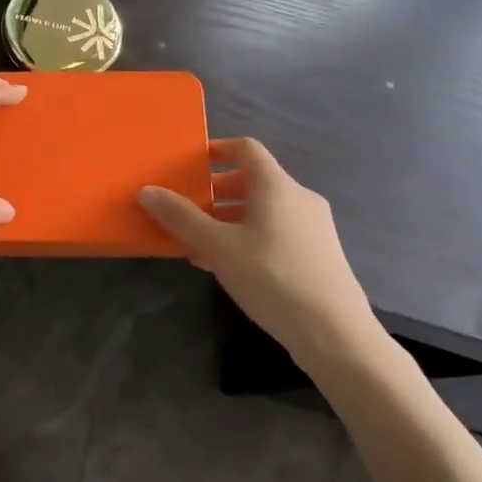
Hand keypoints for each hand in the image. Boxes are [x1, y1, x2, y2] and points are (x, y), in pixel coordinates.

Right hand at [138, 138, 378, 363]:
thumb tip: (147, 190)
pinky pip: (276, 232)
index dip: (218, 149)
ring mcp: (313, 227)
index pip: (247, 149)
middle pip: (254, 181)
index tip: (191, 162)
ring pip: (263, 210)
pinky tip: (227, 266)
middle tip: (188, 208)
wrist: (334, 332)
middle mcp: (299, 198)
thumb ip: (181, 217)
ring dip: (229, 218)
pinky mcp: (318, 254)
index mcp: (277, 187)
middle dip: (217, 191)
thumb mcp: (218, 247)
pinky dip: (248, 237)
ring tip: (199, 242)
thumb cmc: (271, 277)